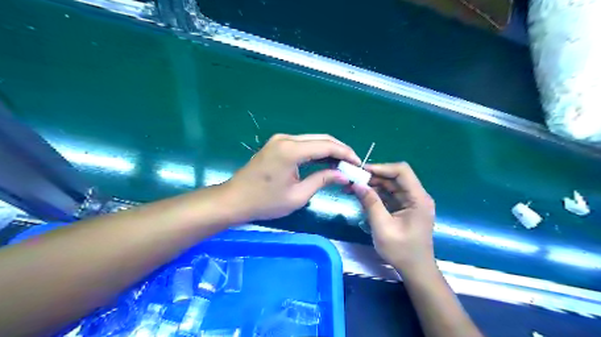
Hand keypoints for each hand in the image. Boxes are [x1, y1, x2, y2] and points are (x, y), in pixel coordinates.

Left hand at [222, 133, 357, 221]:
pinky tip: (325, 162)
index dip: (345, 154)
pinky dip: (316, 151)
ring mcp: (280, 140)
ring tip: (342, 164)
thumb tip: (343, 175)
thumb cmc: (265, 202)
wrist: (234, 200)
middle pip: (321, 139)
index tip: (357, 164)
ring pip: (313, 140)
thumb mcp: (298, 196)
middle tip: (352, 164)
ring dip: (329, 150)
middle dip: (340, 150)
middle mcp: (286, 139)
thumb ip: (322, 180)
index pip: (327, 146)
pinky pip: (302, 144)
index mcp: (291, 150)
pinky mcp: (277, 144)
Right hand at [350, 162, 434, 272]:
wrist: (415, 270)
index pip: (401, 171)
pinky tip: (362, 197)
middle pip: (394, 177)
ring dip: (372, 185)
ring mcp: (411, 202)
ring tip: (353, 188)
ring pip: (390, 185)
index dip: (381, 167)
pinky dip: (375, 194)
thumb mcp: (383, 227)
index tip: (361, 171)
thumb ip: (370, 203)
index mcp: (418, 198)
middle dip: (373, 177)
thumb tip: (357, 184)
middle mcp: (417, 196)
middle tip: (352, 180)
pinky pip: (389, 195)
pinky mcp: (404, 208)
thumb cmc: (402, 251)